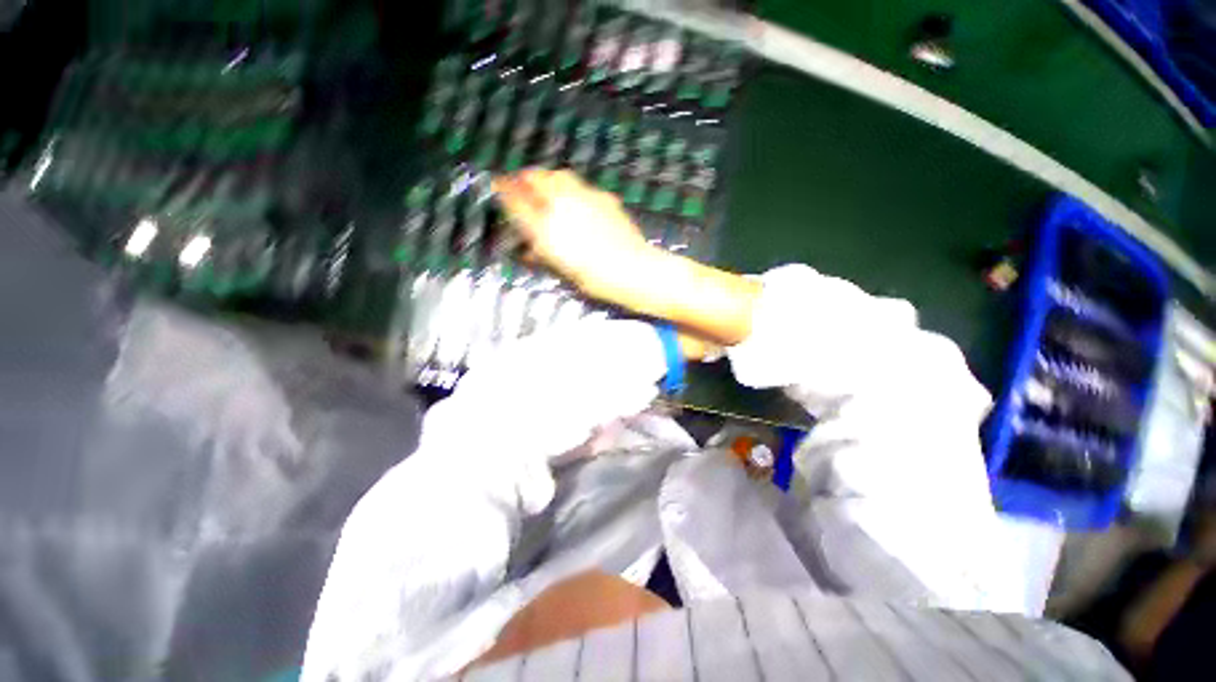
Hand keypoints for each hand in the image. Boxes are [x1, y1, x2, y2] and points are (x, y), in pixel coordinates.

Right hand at [492, 169, 661, 303]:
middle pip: (539, 178)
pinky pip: (582, 186)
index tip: (497, 183)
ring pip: (561, 176)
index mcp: (548, 227)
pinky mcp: (605, 198)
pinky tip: (577, 201)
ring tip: (548, 187)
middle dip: (527, 178)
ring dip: (549, 179)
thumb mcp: (563, 270)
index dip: (505, 189)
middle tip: (523, 183)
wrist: (633, 270)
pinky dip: (572, 188)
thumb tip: (530, 247)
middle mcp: (563, 205)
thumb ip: (544, 253)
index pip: (518, 200)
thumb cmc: (595, 278)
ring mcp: (586, 198)